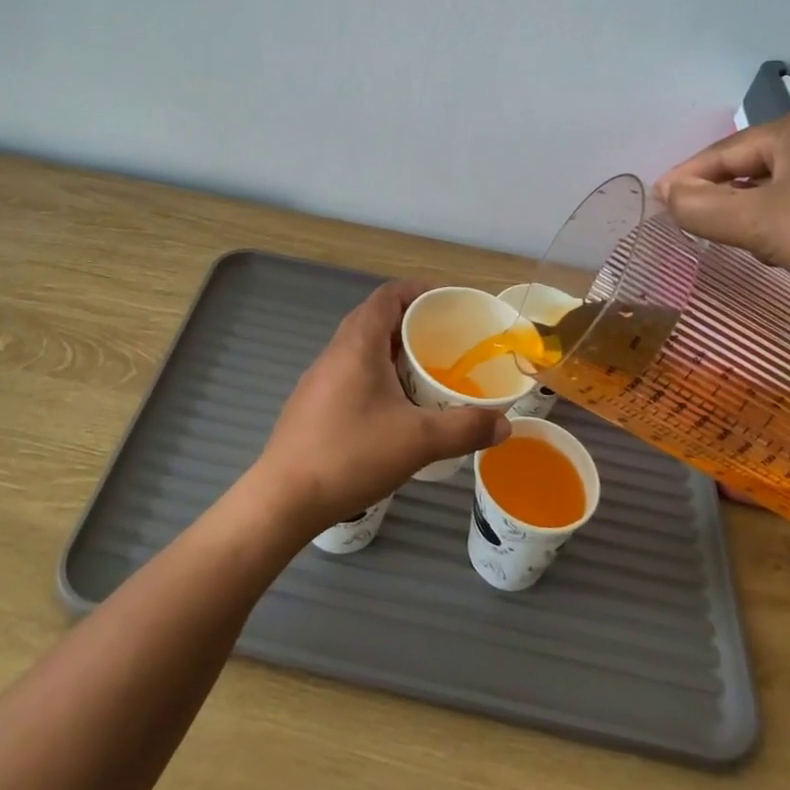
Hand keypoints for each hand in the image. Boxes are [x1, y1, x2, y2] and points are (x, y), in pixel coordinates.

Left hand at [248, 281, 511, 534]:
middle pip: (376, 317)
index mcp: (358, 343)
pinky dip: (378, 373)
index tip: (450, 302)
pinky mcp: (312, 402)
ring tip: (426, 372)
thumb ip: (465, 428)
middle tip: (447, 340)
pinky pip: (352, 371)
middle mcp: (336, 350)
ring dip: (394, 350)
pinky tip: (395, 407)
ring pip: (362, 347)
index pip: (389, 295)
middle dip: (413, 322)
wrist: (283, 498)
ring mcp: (320, 377)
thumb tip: (505, 424)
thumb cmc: (351, 455)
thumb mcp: (418, 441)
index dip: (420, 290)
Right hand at [653, 104, 789, 323]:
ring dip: (753, 213)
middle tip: (697, 230)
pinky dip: (786, 219)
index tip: (658, 206)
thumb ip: (703, 208)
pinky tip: (787, 246)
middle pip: (749, 167)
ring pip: (778, 185)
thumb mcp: (760, 224)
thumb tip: (666, 194)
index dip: (685, 181)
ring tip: (740, 242)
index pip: (721, 153)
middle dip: (722, 199)